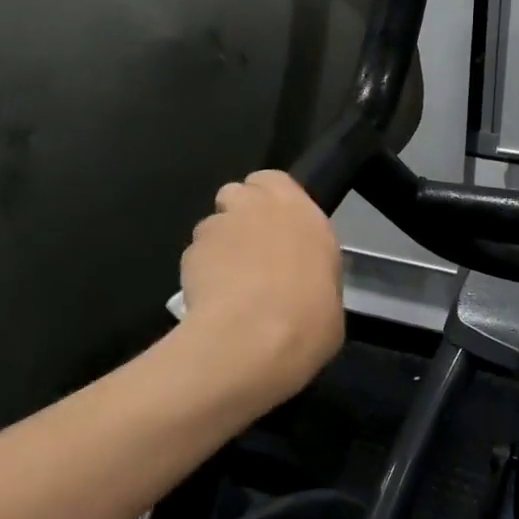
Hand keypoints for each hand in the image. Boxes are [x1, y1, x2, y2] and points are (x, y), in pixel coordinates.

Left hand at [180, 170, 344, 397]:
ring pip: (212, 225)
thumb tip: (301, 286)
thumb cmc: (310, 318)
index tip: (276, 227)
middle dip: (239, 215)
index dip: (270, 200)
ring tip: (227, 283)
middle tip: (250, 251)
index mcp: (300, 211)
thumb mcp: (330, 295)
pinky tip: (211, 301)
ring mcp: (219, 226)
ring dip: (218, 246)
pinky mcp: (188, 253)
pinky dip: (201, 273)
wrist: (255, 338)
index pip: (274, 180)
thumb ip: (310, 273)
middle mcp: (257, 207)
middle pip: (237, 193)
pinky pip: (195, 256)